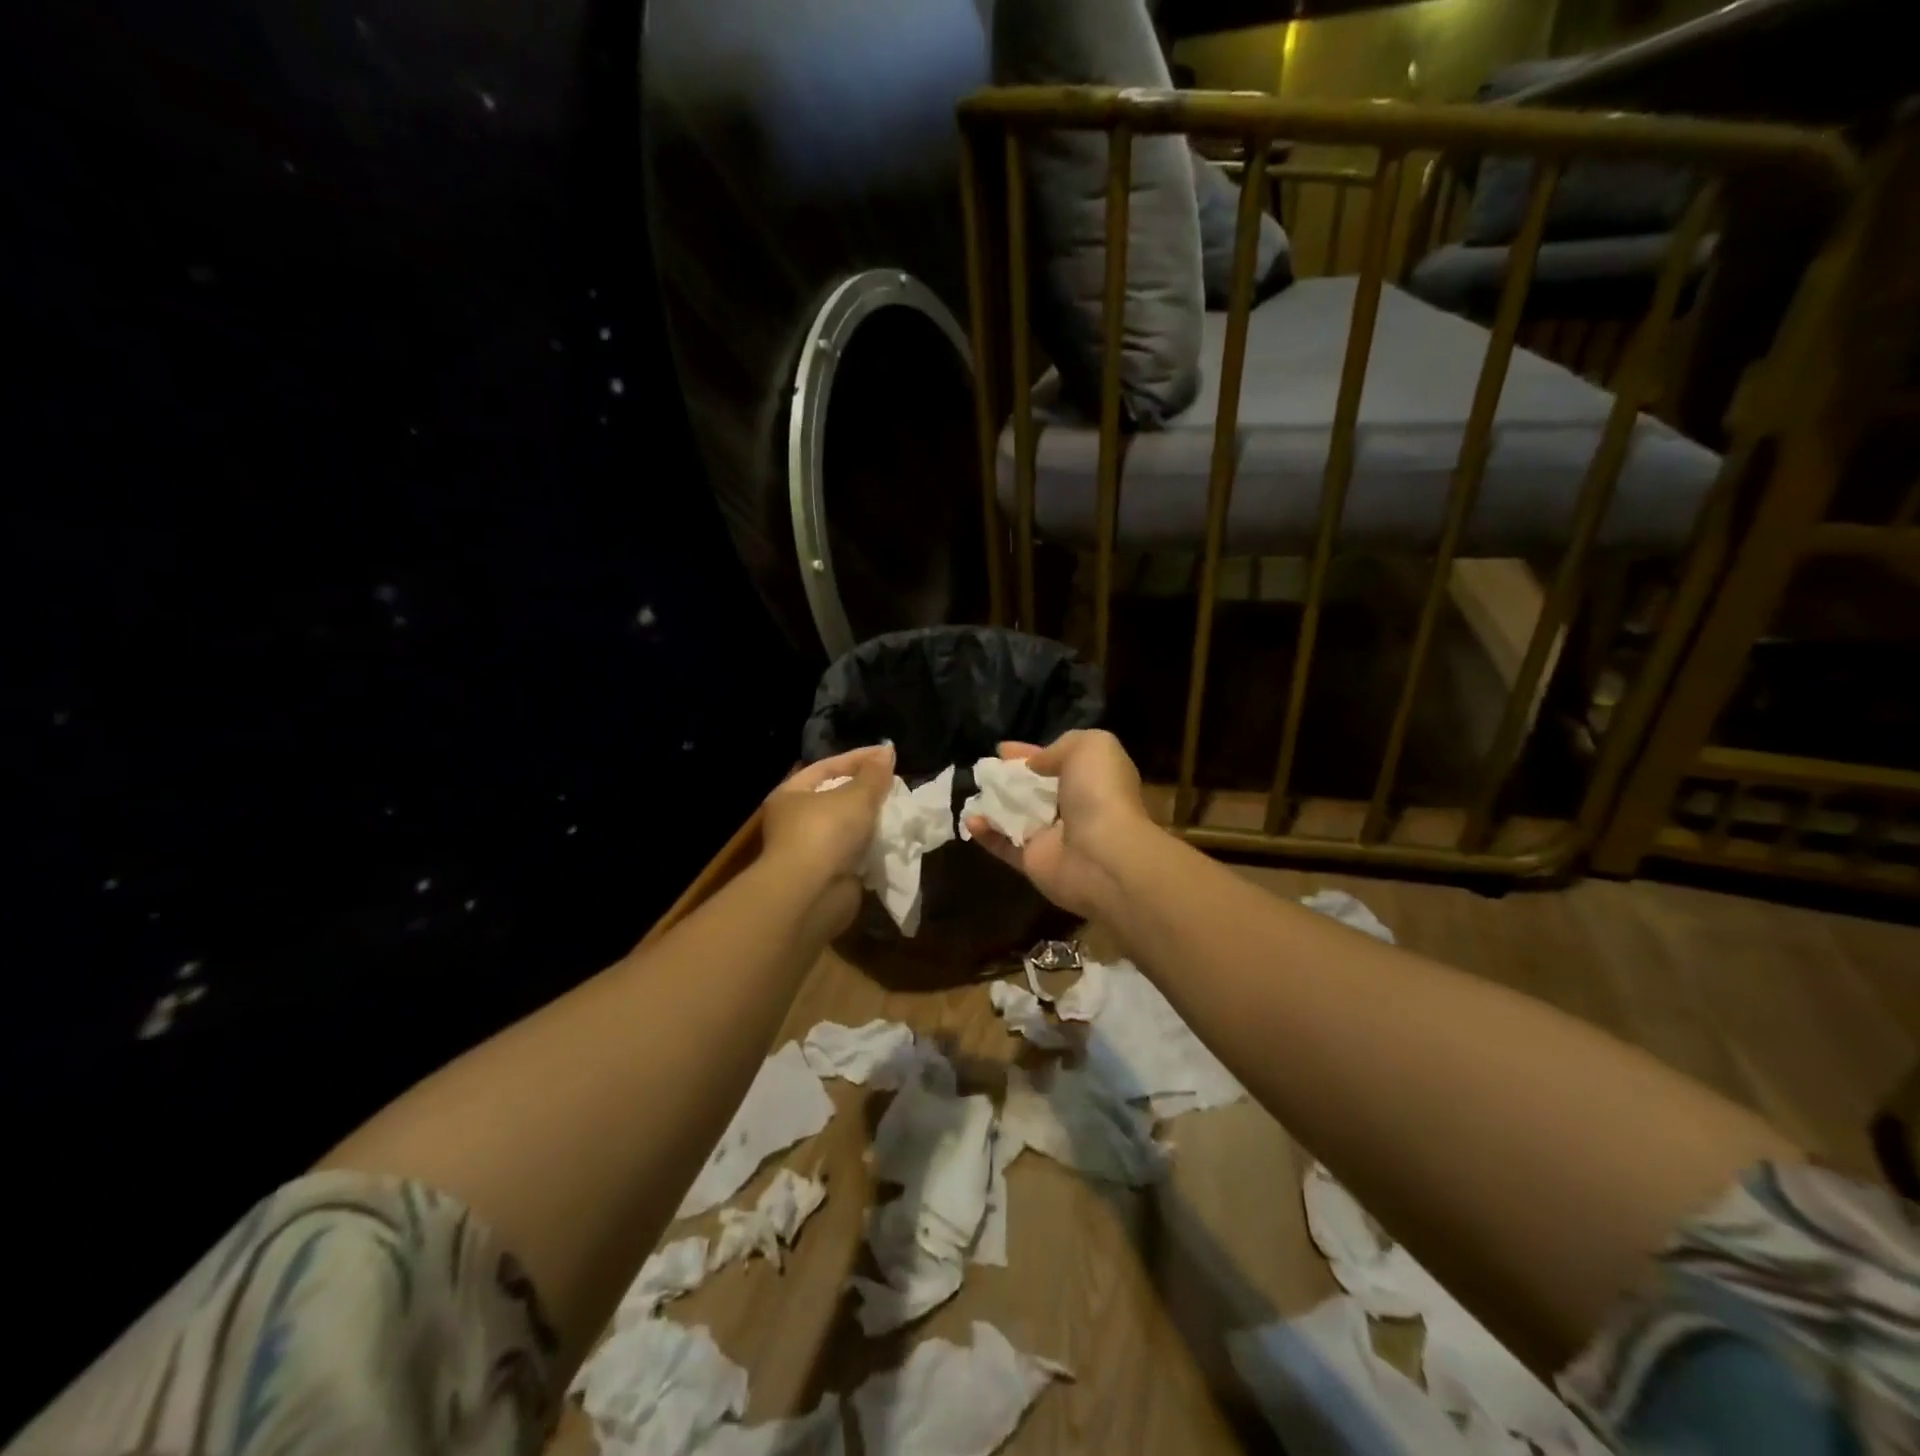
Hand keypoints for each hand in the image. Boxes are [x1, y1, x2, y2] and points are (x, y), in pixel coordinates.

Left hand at [762, 746, 894, 931]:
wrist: (811, 894)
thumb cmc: (826, 832)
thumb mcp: (856, 795)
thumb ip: (874, 774)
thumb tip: (887, 752)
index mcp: (791, 795)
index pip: (827, 767)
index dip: (858, 758)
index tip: (889, 755)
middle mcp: (795, 821)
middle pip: (836, 798)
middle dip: (866, 791)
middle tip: (895, 784)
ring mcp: (810, 851)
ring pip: (847, 828)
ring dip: (871, 820)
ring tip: (900, 809)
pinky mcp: (828, 875)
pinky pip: (855, 853)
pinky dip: (872, 847)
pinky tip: (894, 838)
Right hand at [964, 729, 1152, 918]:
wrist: (1102, 853)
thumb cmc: (1099, 793)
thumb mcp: (1091, 746)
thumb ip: (1061, 746)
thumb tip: (1035, 765)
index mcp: (1093, 781)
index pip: (1059, 762)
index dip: (1032, 753)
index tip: (1002, 748)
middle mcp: (1075, 809)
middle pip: (1036, 790)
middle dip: (1010, 779)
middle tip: (984, 769)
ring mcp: (1054, 838)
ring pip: (1018, 818)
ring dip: (994, 805)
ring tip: (971, 792)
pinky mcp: (1034, 863)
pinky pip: (1005, 846)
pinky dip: (986, 834)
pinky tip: (970, 820)